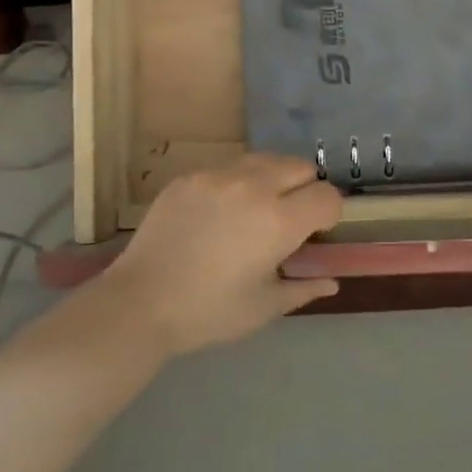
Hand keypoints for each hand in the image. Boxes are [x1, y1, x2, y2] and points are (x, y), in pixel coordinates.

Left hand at [98, 154, 342, 356]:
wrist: (139, 303)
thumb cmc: (209, 312)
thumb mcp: (264, 307)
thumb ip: (304, 288)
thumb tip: (332, 282)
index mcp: (279, 221)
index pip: (327, 196)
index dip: (329, 214)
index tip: (315, 233)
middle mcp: (253, 187)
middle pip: (301, 166)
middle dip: (305, 189)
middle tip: (288, 219)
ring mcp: (218, 176)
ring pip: (265, 159)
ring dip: (273, 179)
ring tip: (256, 209)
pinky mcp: (190, 176)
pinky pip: (229, 166)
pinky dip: (238, 182)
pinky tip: (220, 212)